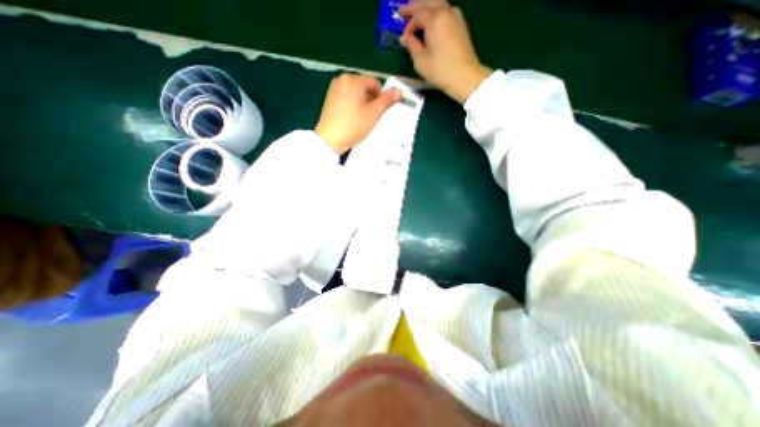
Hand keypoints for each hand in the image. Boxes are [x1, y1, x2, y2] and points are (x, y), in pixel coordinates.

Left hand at [314, 74, 398, 154]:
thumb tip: (399, 91)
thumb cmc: (354, 126)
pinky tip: (352, 118)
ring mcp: (334, 88)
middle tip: (371, 116)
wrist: (329, 140)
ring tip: (361, 119)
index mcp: (353, 79)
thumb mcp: (373, 114)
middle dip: (371, 99)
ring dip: (363, 103)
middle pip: (364, 86)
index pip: (375, 82)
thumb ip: (387, 101)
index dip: (381, 96)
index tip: (379, 112)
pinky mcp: (329, 98)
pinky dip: (353, 105)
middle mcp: (342, 79)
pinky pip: (347, 97)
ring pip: (356, 92)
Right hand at [398, 0, 492, 102]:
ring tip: (416, 14)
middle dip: (414, 6)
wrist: (465, 77)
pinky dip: (435, 12)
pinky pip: (445, 11)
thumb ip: (411, 46)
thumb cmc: (440, 71)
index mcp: (435, 19)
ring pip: (438, 4)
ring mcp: (455, 16)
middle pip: (427, 2)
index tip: (403, 40)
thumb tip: (405, 38)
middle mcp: (446, 11)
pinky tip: (431, 21)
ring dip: (425, 7)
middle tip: (403, 12)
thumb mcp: (420, 61)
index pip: (417, 15)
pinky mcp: (461, 24)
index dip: (408, 26)